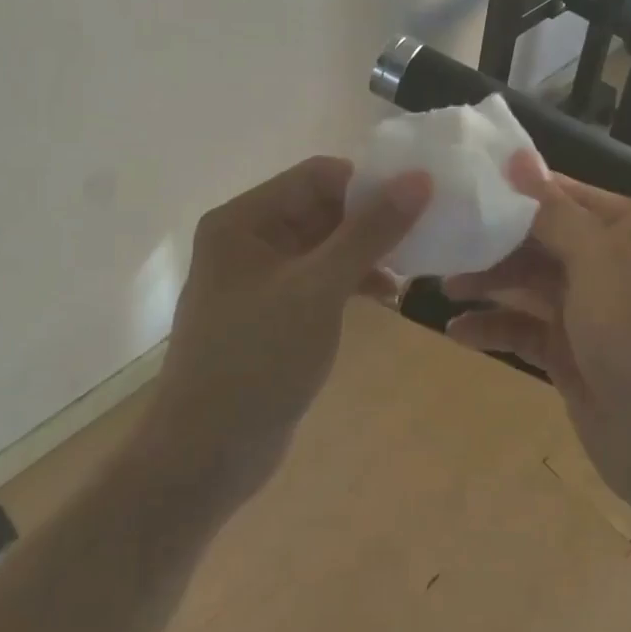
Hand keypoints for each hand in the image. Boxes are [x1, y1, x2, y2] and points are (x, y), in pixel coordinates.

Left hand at [139, 156, 431, 505]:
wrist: (206, 455)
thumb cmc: (258, 359)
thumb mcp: (319, 289)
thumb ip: (370, 231)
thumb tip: (419, 178)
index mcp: (244, 220)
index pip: (316, 176)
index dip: (368, 184)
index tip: (418, 201)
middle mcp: (248, 238)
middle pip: (321, 207)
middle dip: (371, 220)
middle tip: (424, 236)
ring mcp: (260, 277)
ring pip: (325, 244)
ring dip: (366, 252)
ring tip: (411, 267)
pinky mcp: (274, 311)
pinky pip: (320, 278)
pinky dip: (352, 280)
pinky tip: (388, 295)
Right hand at [443, 152, 630, 540]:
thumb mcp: (602, 259)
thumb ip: (553, 212)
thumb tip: (519, 157)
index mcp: (629, 229)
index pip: (562, 194)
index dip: (513, 188)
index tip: (460, 182)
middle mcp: (611, 264)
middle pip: (540, 239)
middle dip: (493, 239)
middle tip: (440, 237)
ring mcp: (591, 314)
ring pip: (529, 285)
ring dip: (488, 282)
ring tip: (443, 284)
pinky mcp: (572, 357)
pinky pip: (526, 331)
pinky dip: (494, 328)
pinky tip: (457, 331)